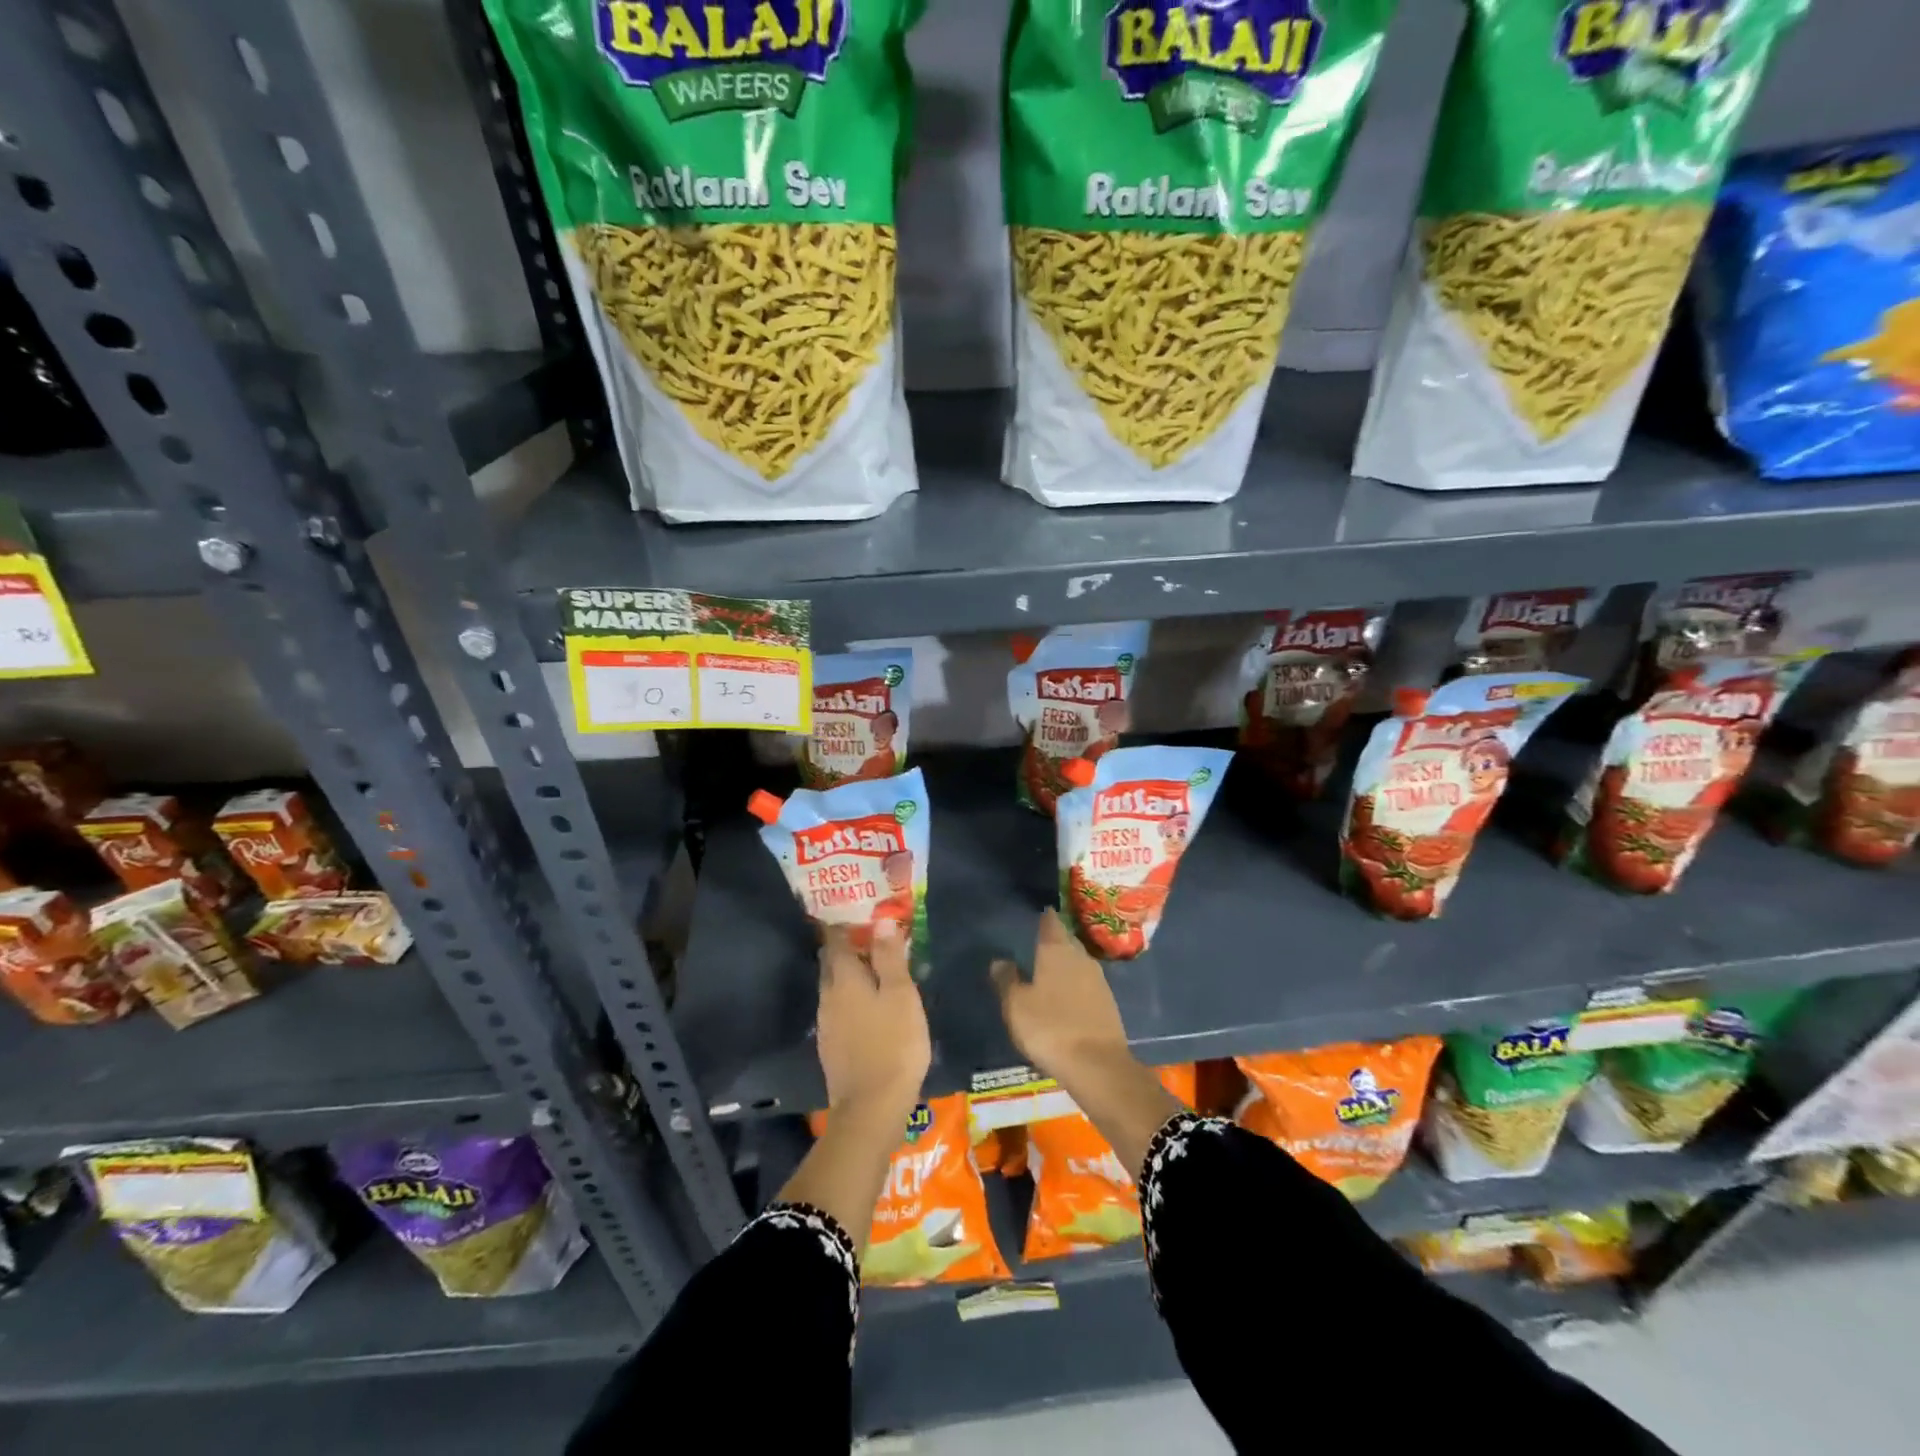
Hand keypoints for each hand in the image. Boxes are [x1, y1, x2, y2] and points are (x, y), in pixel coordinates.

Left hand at [816, 921, 928, 1125]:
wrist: (871, 1108)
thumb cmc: (893, 1043)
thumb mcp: (900, 994)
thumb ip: (889, 957)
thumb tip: (881, 922)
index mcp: (843, 979)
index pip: (835, 940)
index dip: (845, 924)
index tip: (861, 914)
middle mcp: (828, 996)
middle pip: (832, 963)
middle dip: (848, 948)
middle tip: (873, 939)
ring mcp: (827, 1024)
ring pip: (835, 987)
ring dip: (851, 974)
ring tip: (877, 970)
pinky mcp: (832, 1046)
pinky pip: (839, 1009)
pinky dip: (852, 998)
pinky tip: (871, 1006)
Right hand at [991, 908, 1132, 1089]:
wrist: (1098, 1065)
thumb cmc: (1050, 1028)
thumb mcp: (1016, 1005)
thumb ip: (1007, 979)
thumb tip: (999, 960)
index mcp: (1057, 951)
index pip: (1051, 923)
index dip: (1044, 917)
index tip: (1038, 912)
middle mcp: (1081, 958)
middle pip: (1067, 941)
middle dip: (1055, 940)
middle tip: (1038, 942)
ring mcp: (1098, 980)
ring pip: (1078, 962)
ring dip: (1066, 963)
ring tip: (1049, 969)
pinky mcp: (1108, 1003)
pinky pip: (1087, 983)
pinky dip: (1076, 984)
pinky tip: (1066, 995)